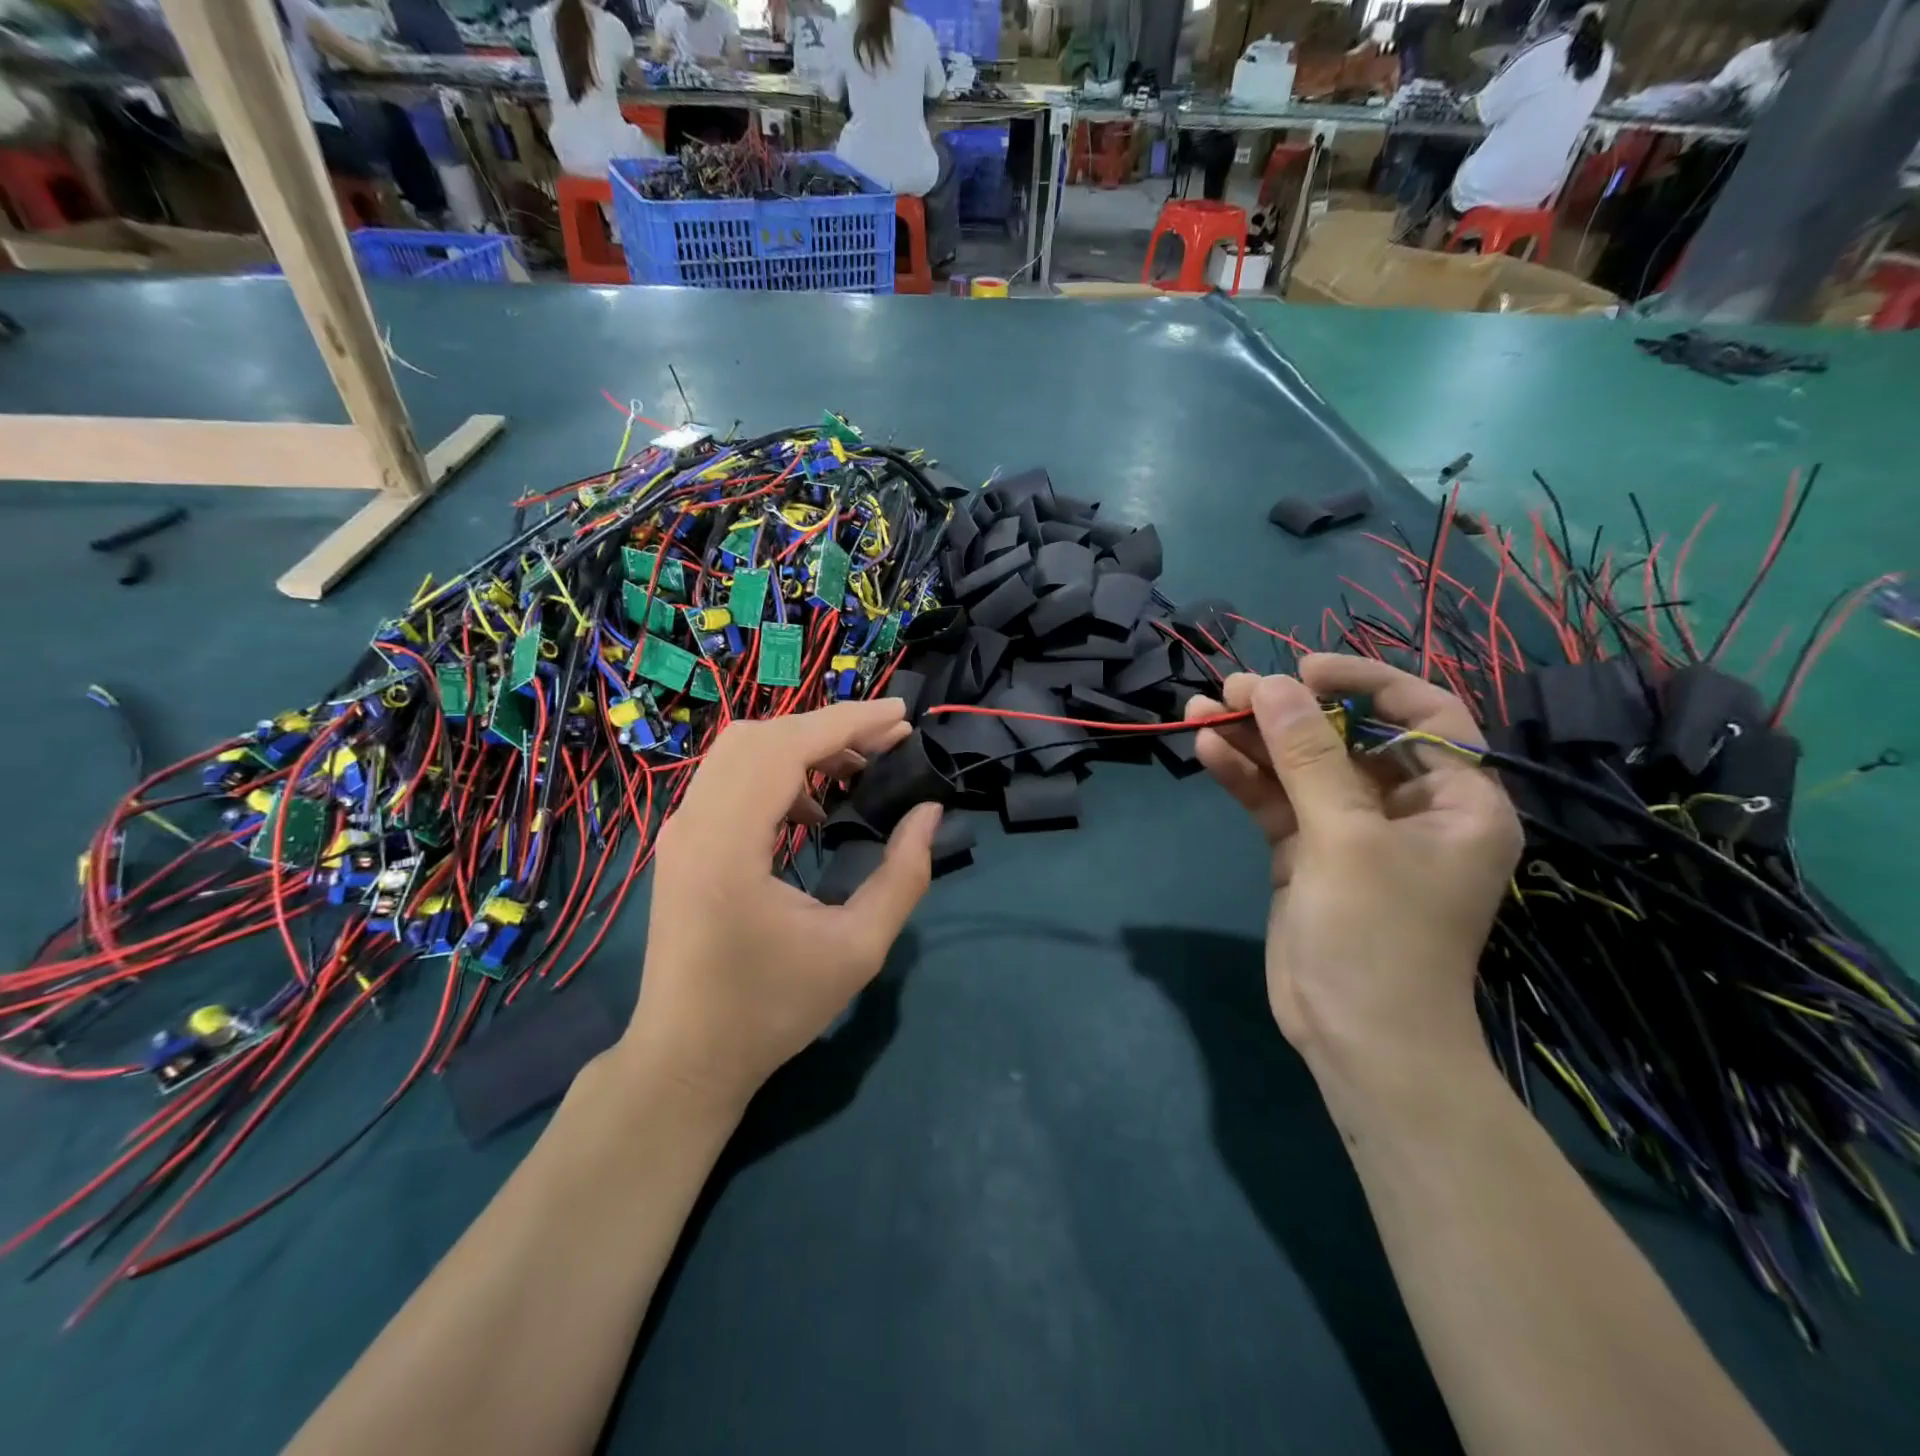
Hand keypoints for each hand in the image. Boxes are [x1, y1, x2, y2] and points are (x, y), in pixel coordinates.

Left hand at [620, 700, 941, 1113]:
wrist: (687, 1058)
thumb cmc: (773, 1009)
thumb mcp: (858, 948)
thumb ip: (903, 875)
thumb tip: (929, 813)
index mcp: (728, 845)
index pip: (786, 748)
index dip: (848, 722)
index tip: (901, 717)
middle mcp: (694, 823)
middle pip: (760, 736)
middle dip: (829, 728)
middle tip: (886, 743)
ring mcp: (680, 831)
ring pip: (741, 752)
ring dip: (801, 748)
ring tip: (856, 771)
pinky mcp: (682, 843)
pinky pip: (729, 779)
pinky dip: (776, 773)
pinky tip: (813, 810)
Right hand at [1186, 655, 1520, 1077]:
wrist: (1356, 1040)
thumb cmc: (1378, 936)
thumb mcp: (1344, 838)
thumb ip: (1307, 757)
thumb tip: (1272, 684)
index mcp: (1456, 800)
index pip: (1423, 714)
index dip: (1366, 682)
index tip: (1305, 670)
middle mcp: (1407, 808)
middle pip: (1348, 738)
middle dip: (1291, 711)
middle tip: (1234, 689)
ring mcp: (1351, 831)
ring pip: (1302, 767)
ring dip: (1255, 738)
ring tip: (1204, 709)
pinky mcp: (1307, 854)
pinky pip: (1277, 801)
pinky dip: (1245, 776)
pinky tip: (1207, 750)